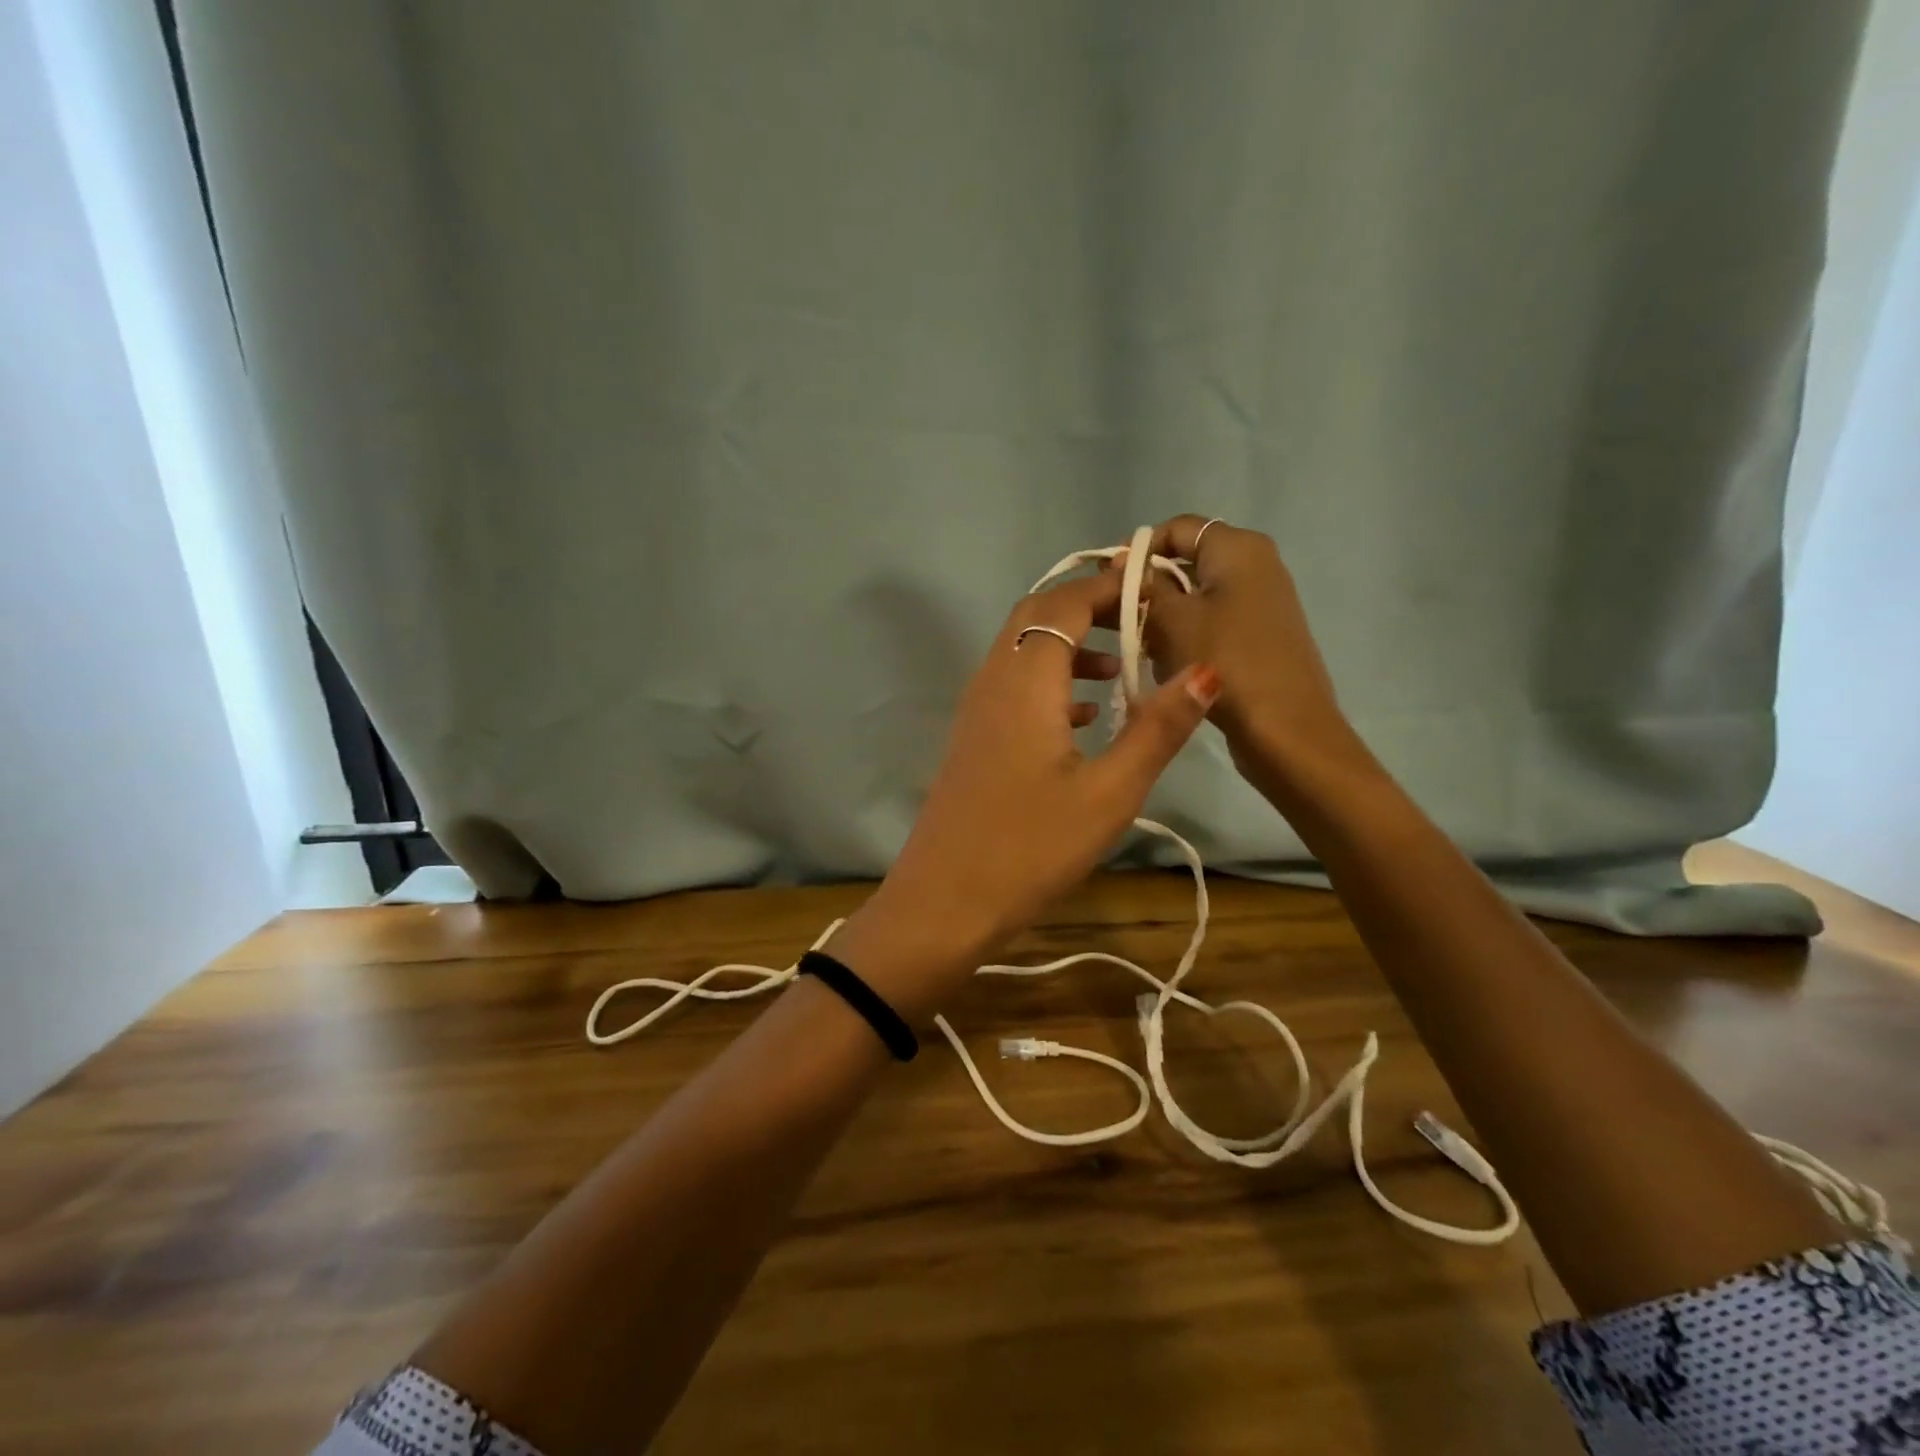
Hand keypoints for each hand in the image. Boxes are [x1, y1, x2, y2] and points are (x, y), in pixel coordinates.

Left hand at [833, 570, 1217, 1020]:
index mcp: (1023, 679)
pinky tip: (1082, 717)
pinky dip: (1049, 681)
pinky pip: (1012, 685)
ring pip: (1021, 650)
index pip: (1065, 603)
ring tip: (1120, 670)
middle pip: (1036, 616)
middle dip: (1088, 608)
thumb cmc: (1030, 848)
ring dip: (1068, 645)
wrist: (944, 901)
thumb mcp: (1109, 792)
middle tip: (1141, 621)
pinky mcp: (973, 738)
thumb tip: (1205, 671)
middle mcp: (992, 679)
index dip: (1109, 587)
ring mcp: (975, 709)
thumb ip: (1158, 728)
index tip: (1155, 590)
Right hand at [1141, 515, 1359, 786]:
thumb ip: (1143, 585)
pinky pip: (1212, 621)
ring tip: (1144, 649)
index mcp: (1238, 548)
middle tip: (1120, 620)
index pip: (1177, 528)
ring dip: (1165, 618)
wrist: (1284, 728)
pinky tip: (1172, 666)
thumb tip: (1120, 563)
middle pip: (1186, 561)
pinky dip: (1187, 636)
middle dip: (1150, 589)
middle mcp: (1256, 564)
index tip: (1109, 582)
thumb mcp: (1171, 620)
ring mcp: (1261, 601)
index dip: (1138, 550)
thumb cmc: (1224, 661)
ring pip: (1196, 596)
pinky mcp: (1260, 634)